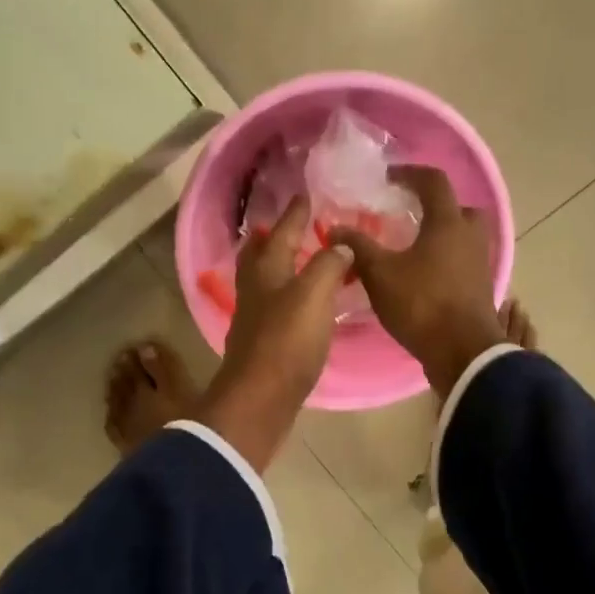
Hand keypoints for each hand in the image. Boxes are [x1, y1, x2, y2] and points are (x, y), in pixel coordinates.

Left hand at [196, 196, 350, 470]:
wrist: (262, 399)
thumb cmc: (287, 341)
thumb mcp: (313, 295)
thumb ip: (328, 265)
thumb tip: (339, 244)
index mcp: (267, 273)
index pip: (282, 233)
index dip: (294, 214)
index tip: (304, 195)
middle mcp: (255, 291)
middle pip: (259, 256)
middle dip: (270, 239)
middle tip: (281, 226)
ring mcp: (255, 319)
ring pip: (264, 283)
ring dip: (277, 267)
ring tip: (295, 261)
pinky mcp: (262, 345)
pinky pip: (273, 308)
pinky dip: (285, 296)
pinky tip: (299, 304)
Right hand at [332, 166, 506, 395]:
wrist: (463, 352)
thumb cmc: (422, 304)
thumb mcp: (380, 274)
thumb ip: (357, 247)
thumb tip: (334, 229)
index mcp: (448, 223)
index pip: (434, 181)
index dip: (409, 174)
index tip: (388, 179)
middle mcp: (470, 236)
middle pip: (458, 207)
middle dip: (435, 206)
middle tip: (410, 215)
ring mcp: (480, 263)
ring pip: (464, 236)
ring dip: (442, 235)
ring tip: (413, 247)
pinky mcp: (481, 287)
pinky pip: (464, 260)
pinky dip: (446, 259)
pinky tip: (424, 274)